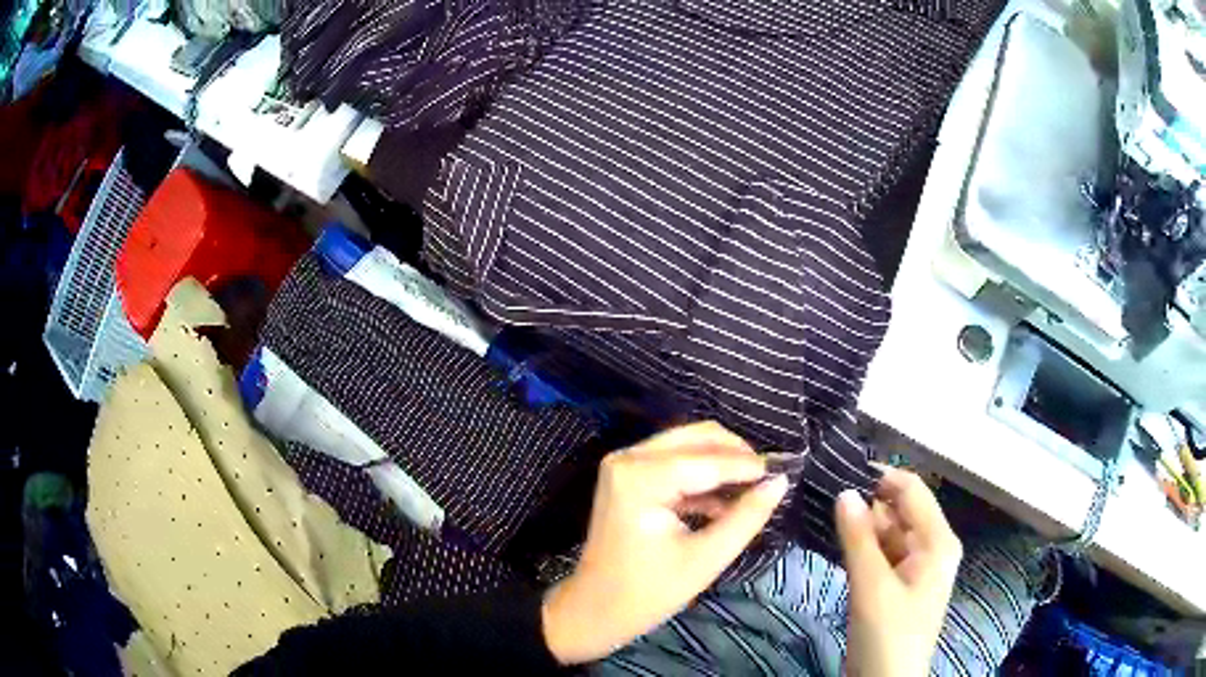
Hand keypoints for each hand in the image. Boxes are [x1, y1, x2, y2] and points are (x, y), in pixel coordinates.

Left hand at [541, 422, 789, 664]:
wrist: (596, 609)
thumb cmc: (649, 591)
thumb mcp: (706, 558)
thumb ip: (747, 517)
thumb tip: (780, 481)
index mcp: (640, 477)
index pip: (708, 459)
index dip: (749, 466)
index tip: (785, 473)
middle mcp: (629, 458)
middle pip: (697, 438)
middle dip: (736, 457)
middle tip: (769, 480)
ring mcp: (625, 464)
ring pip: (688, 446)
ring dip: (722, 465)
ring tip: (753, 491)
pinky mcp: (628, 476)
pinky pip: (675, 461)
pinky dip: (703, 476)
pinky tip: (726, 502)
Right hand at [837, 468, 962, 676]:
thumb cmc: (888, 635)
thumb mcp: (872, 587)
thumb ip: (859, 538)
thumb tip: (844, 492)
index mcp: (937, 541)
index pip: (912, 491)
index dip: (880, 477)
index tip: (840, 469)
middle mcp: (930, 547)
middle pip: (900, 510)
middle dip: (867, 501)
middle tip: (823, 490)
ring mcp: (914, 567)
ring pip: (887, 533)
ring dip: (860, 524)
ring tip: (822, 509)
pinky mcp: (897, 584)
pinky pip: (880, 554)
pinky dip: (860, 546)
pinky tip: (834, 538)